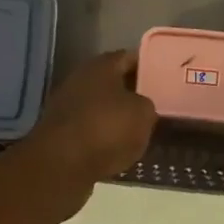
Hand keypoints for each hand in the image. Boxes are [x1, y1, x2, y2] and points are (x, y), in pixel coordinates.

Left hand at [11, 50, 156, 215]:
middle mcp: (80, 79)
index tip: (163, 78)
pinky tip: (117, 149)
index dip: (148, 67)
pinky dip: (102, 136)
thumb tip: (140, 107)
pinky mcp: (59, 132)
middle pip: (113, 82)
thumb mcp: (143, 114)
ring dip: (116, 116)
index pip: (130, 58)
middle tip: (154, 105)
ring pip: (100, 106)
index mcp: (101, 65)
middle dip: (132, 93)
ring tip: (139, 130)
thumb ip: (147, 105)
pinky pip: (89, 129)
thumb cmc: (107, 129)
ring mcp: (66, 105)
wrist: (61, 165)